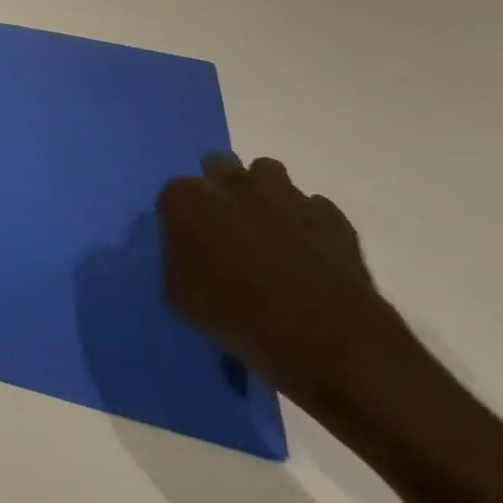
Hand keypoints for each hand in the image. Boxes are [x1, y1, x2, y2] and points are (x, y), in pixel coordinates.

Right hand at [158, 153, 410, 408]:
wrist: (325, 337)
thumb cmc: (236, 315)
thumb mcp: (178, 295)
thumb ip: (177, 259)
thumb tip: (188, 251)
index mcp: (187, 199)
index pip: (173, 194)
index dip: (181, 217)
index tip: (189, 241)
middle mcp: (232, 183)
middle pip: (219, 164)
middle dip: (220, 187)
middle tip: (226, 225)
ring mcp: (285, 194)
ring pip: (268, 172)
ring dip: (263, 194)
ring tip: (269, 233)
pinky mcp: (330, 214)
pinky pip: (312, 207)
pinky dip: (307, 222)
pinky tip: (309, 253)